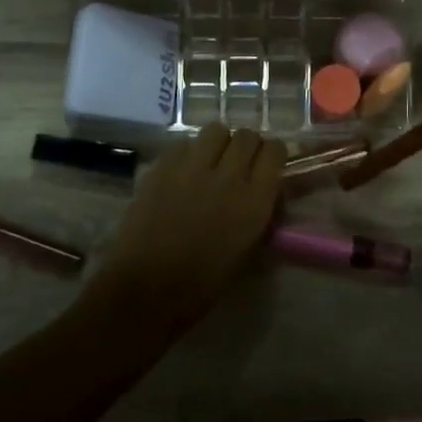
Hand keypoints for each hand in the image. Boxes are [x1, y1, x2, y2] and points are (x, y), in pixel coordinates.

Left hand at [86, 123, 285, 339]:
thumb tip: (268, 194)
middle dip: (246, 146)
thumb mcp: (247, 252)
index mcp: (254, 201)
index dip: (273, 154)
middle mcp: (228, 176)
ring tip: (210, 160)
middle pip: (246, 135)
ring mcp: (192, 168)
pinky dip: (187, 153)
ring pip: (215, 130)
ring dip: (218, 143)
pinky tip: (181, 172)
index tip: (268, 165)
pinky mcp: (162, 167)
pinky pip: (183, 144)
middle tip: (238, 163)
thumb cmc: (202, 284)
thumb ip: (260, 215)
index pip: (275, 150)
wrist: (146, 290)